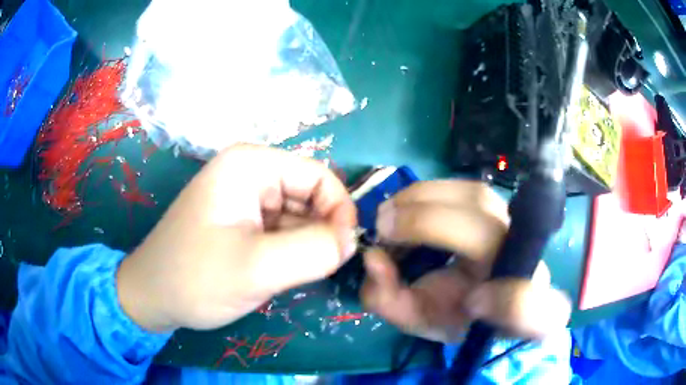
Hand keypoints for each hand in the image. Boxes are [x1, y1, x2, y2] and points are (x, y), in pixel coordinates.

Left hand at [116, 145, 357, 331]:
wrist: (153, 297)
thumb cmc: (194, 278)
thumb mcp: (257, 268)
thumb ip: (314, 251)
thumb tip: (351, 240)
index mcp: (251, 164)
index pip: (319, 176)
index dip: (339, 211)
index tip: (344, 251)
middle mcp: (250, 173)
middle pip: (310, 195)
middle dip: (321, 231)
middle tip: (320, 269)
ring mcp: (246, 198)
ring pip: (299, 216)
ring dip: (306, 245)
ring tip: (293, 275)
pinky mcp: (243, 222)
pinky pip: (283, 231)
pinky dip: (292, 252)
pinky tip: (280, 273)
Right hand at [361, 180, 570, 341]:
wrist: (484, 298)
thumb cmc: (452, 313)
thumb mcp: (417, 320)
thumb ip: (389, 301)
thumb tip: (373, 257)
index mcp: (510, 309)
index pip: (532, 307)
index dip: (511, 303)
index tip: (473, 303)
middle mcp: (523, 264)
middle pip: (487, 229)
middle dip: (427, 222)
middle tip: (382, 226)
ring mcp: (516, 230)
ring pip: (476, 198)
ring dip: (424, 198)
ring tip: (391, 213)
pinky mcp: (503, 210)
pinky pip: (469, 190)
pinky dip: (433, 193)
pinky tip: (410, 205)